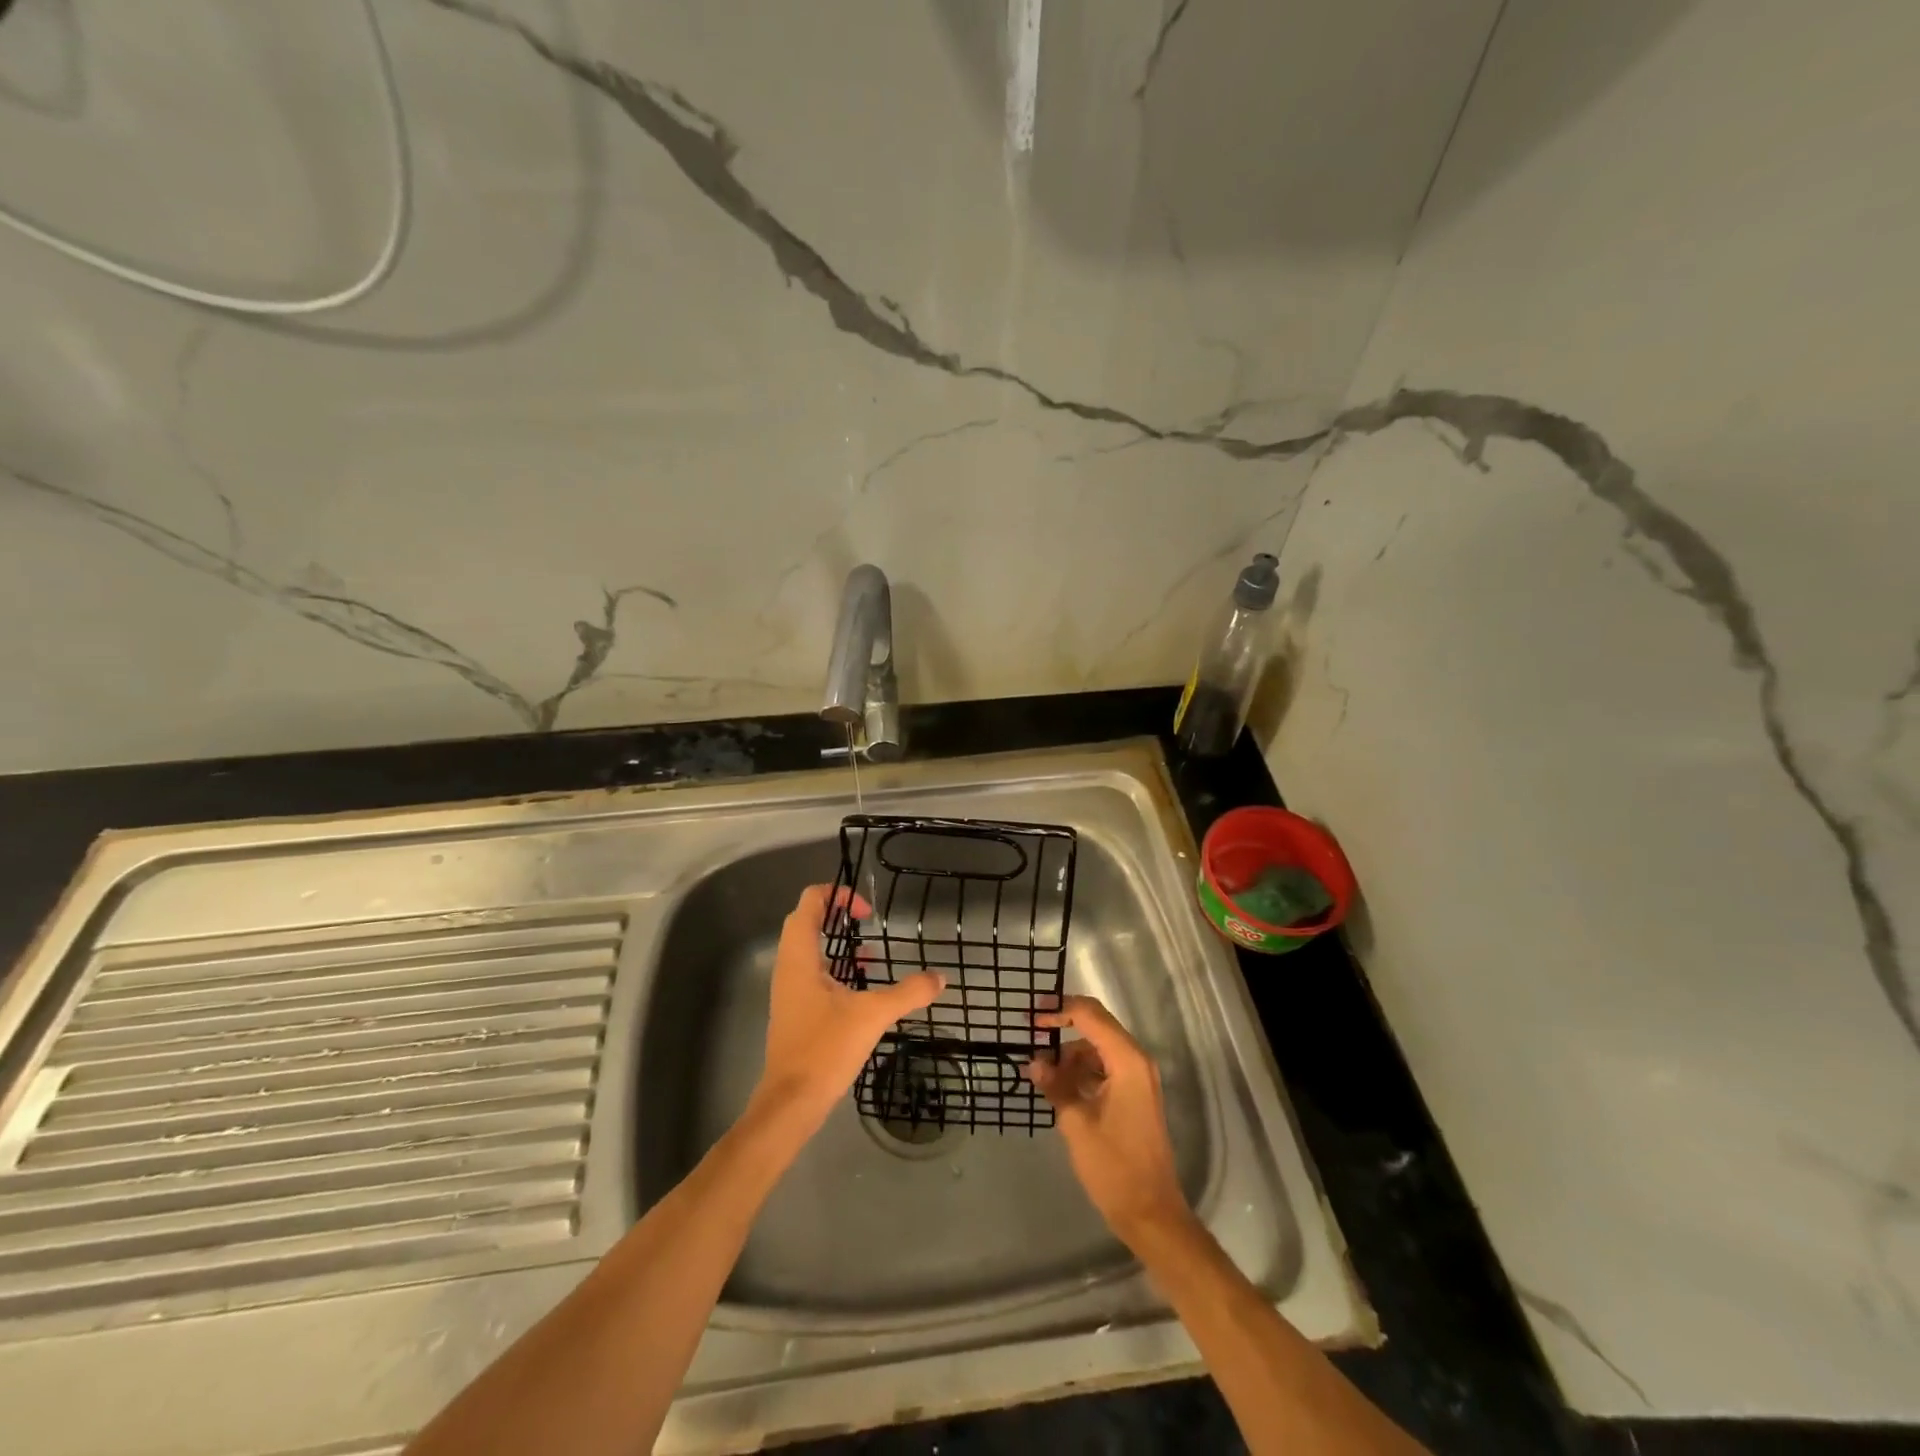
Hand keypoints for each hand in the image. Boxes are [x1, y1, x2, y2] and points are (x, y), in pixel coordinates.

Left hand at [754, 884, 944, 1133]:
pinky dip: (834, 966)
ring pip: (808, 948)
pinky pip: (812, 972)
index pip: (809, 903)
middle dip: (836, 913)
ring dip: (835, 941)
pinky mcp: (795, 1010)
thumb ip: (908, 993)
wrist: (791, 1102)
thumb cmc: (825, 1049)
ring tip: (870, 951)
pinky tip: (861, 986)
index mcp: (800, 957)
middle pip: (806, 921)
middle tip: (866, 920)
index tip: (867, 911)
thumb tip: (940, 978)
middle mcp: (789, 966)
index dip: (837, 895)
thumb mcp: (872, 1016)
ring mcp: (789, 989)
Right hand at [1025, 995, 1192, 1245]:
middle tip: (1032, 1034)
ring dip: (1070, 1054)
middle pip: (1096, 1026)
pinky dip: (1081, 1071)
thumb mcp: (1076, 1123)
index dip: (1059, 1009)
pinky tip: (1058, 1087)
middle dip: (1064, 1025)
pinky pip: (1104, 1068)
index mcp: (1127, 1061)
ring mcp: (1137, 1078)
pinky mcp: (1133, 1095)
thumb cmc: (1114, 1166)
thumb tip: (1034, 1062)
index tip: (1031, 1018)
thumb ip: (1055, 1085)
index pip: (1090, 1015)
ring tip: (1041, 1073)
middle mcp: (1136, 1061)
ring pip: (1098, 1048)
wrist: (1151, 1213)